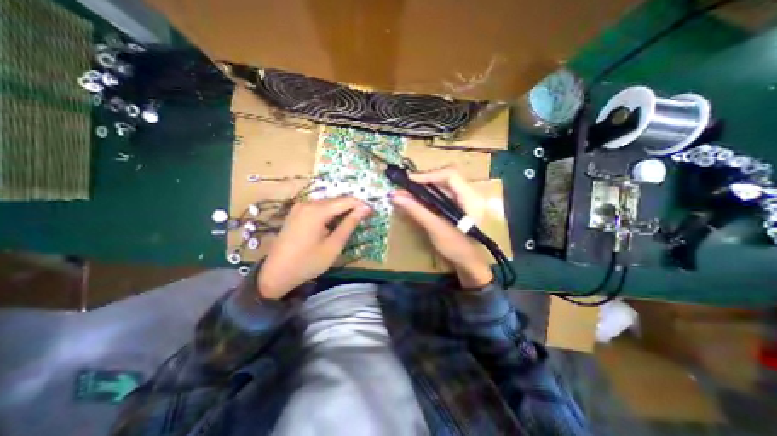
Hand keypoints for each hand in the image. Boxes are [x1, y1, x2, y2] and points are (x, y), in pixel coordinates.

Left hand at [258, 197, 372, 299]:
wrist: (276, 273)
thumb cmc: (308, 262)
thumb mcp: (334, 245)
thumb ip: (349, 224)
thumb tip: (365, 209)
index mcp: (316, 211)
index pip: (346, 200)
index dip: (361, 205)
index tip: (372, 213)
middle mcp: (307, 203)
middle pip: (336, 200)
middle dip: (352, 207)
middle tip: (363, 219)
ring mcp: (300, 207)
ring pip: (328, 203)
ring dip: (341, 210)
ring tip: (351, 222)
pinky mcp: (296, 212)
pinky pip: (318, 208)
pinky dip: (330, 213)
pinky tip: (334, 224)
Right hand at [392, 167, 493, 288]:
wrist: (469, 264)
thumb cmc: (457, 248)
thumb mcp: (436, 228)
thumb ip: (417, 211)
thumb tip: (395, 197)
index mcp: (471, 198)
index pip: (450, 175)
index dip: (429, 175)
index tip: (409, 181)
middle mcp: (469, 194)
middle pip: (444, 179)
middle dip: (422, 182)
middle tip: (403, 187)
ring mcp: (463, 199)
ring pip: (441, 187)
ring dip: (422, 189)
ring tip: (404, 193)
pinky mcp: (456, 205)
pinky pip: (440, 196)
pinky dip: (426, 197)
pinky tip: (413, 200)